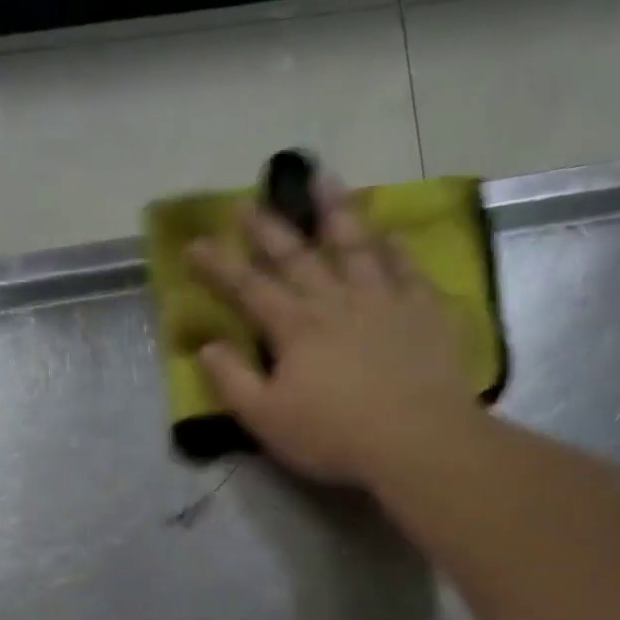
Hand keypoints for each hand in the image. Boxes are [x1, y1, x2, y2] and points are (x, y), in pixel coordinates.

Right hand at [186, 189, 483, 486]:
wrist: (417, 440)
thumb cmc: (334, 436)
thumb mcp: (267, 419)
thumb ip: (233, 381)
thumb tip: (206, 346)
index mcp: (294, 328)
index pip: (248, 288)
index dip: (219, 265)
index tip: (195, 242)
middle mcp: (335, 301)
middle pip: (296, 256)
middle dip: (269, 229)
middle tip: (249, 202)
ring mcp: (383, 300)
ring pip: (355, 245)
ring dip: (336, 212)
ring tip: (324, 179)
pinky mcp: (424, 311)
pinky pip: (407, 268)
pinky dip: (395, 248)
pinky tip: (390, 234)